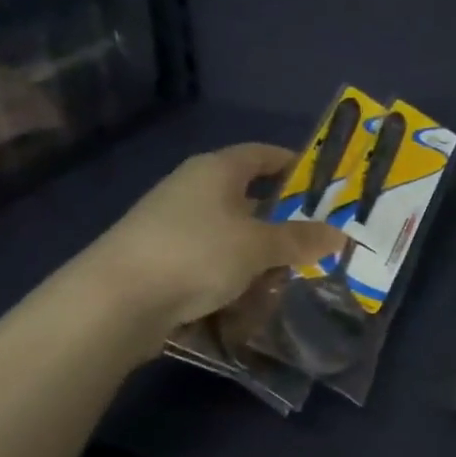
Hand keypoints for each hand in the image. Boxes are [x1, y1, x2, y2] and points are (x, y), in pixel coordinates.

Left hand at [79, 144, 344, 335]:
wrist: (115, 302)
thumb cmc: (197, 254)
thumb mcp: (259, 246)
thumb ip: (300, 239)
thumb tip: (339, 235)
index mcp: (216, 171)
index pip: (262, 154)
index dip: (294, 164)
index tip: (324, 183)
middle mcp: (193, 190)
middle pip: (250, 199)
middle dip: (283, 223)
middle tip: (317, 242)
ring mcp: (174, 226)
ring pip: (233, 236)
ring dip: (260, 257)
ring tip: (289, 280)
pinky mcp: (163, 261)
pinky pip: (212, 262)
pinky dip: (234, 278)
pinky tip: (251, 302)